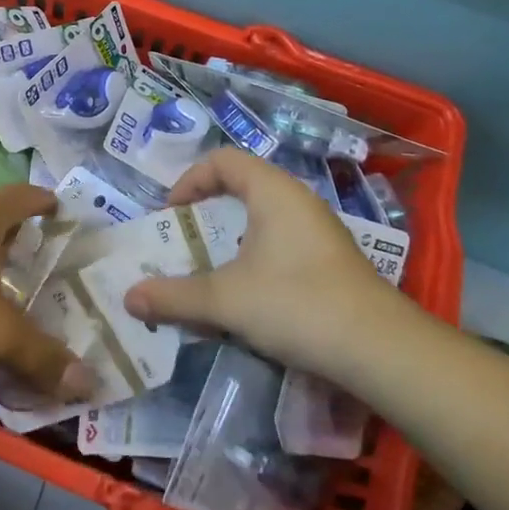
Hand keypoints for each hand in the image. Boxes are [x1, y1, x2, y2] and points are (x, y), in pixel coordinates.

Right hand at [123, 148, 411, 375]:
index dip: (189, 180)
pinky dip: (254, 258)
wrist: (380, 350)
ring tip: (209, 271)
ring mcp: (319, 231)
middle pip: (242, 186)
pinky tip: (248, 296)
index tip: (171, 215)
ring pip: (262, 219)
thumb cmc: (296, 304)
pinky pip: (281, 244)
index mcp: (273, 191)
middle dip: (207, 212)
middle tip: (184, 242)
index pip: (223, 160)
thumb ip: (174, 297)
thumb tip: (128, 298)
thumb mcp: (225, 300)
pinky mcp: (330, 261)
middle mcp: (297, 201)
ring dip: (230, 239)